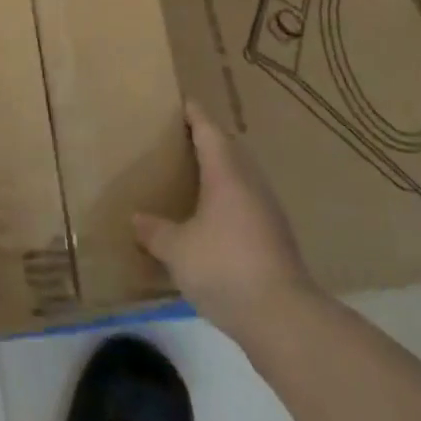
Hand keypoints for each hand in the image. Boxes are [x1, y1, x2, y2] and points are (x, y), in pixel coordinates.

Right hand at [134, 100, 321, 344]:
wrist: (284, 319)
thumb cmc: (225, 267)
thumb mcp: (177, 250)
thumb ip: (155, 231)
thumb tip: (136, 219)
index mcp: (226, 173)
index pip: (208, 130)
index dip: (194, 114)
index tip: (181, 102)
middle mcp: (250, 183)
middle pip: (228, 150)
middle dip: (206, 142)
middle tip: (179, 141)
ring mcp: (268, 211)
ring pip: (240, 178)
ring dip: (219, 173)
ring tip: (193, 179)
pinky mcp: (276, 239)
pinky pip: (247, 205)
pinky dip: (228, 203)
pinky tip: (212, 222)